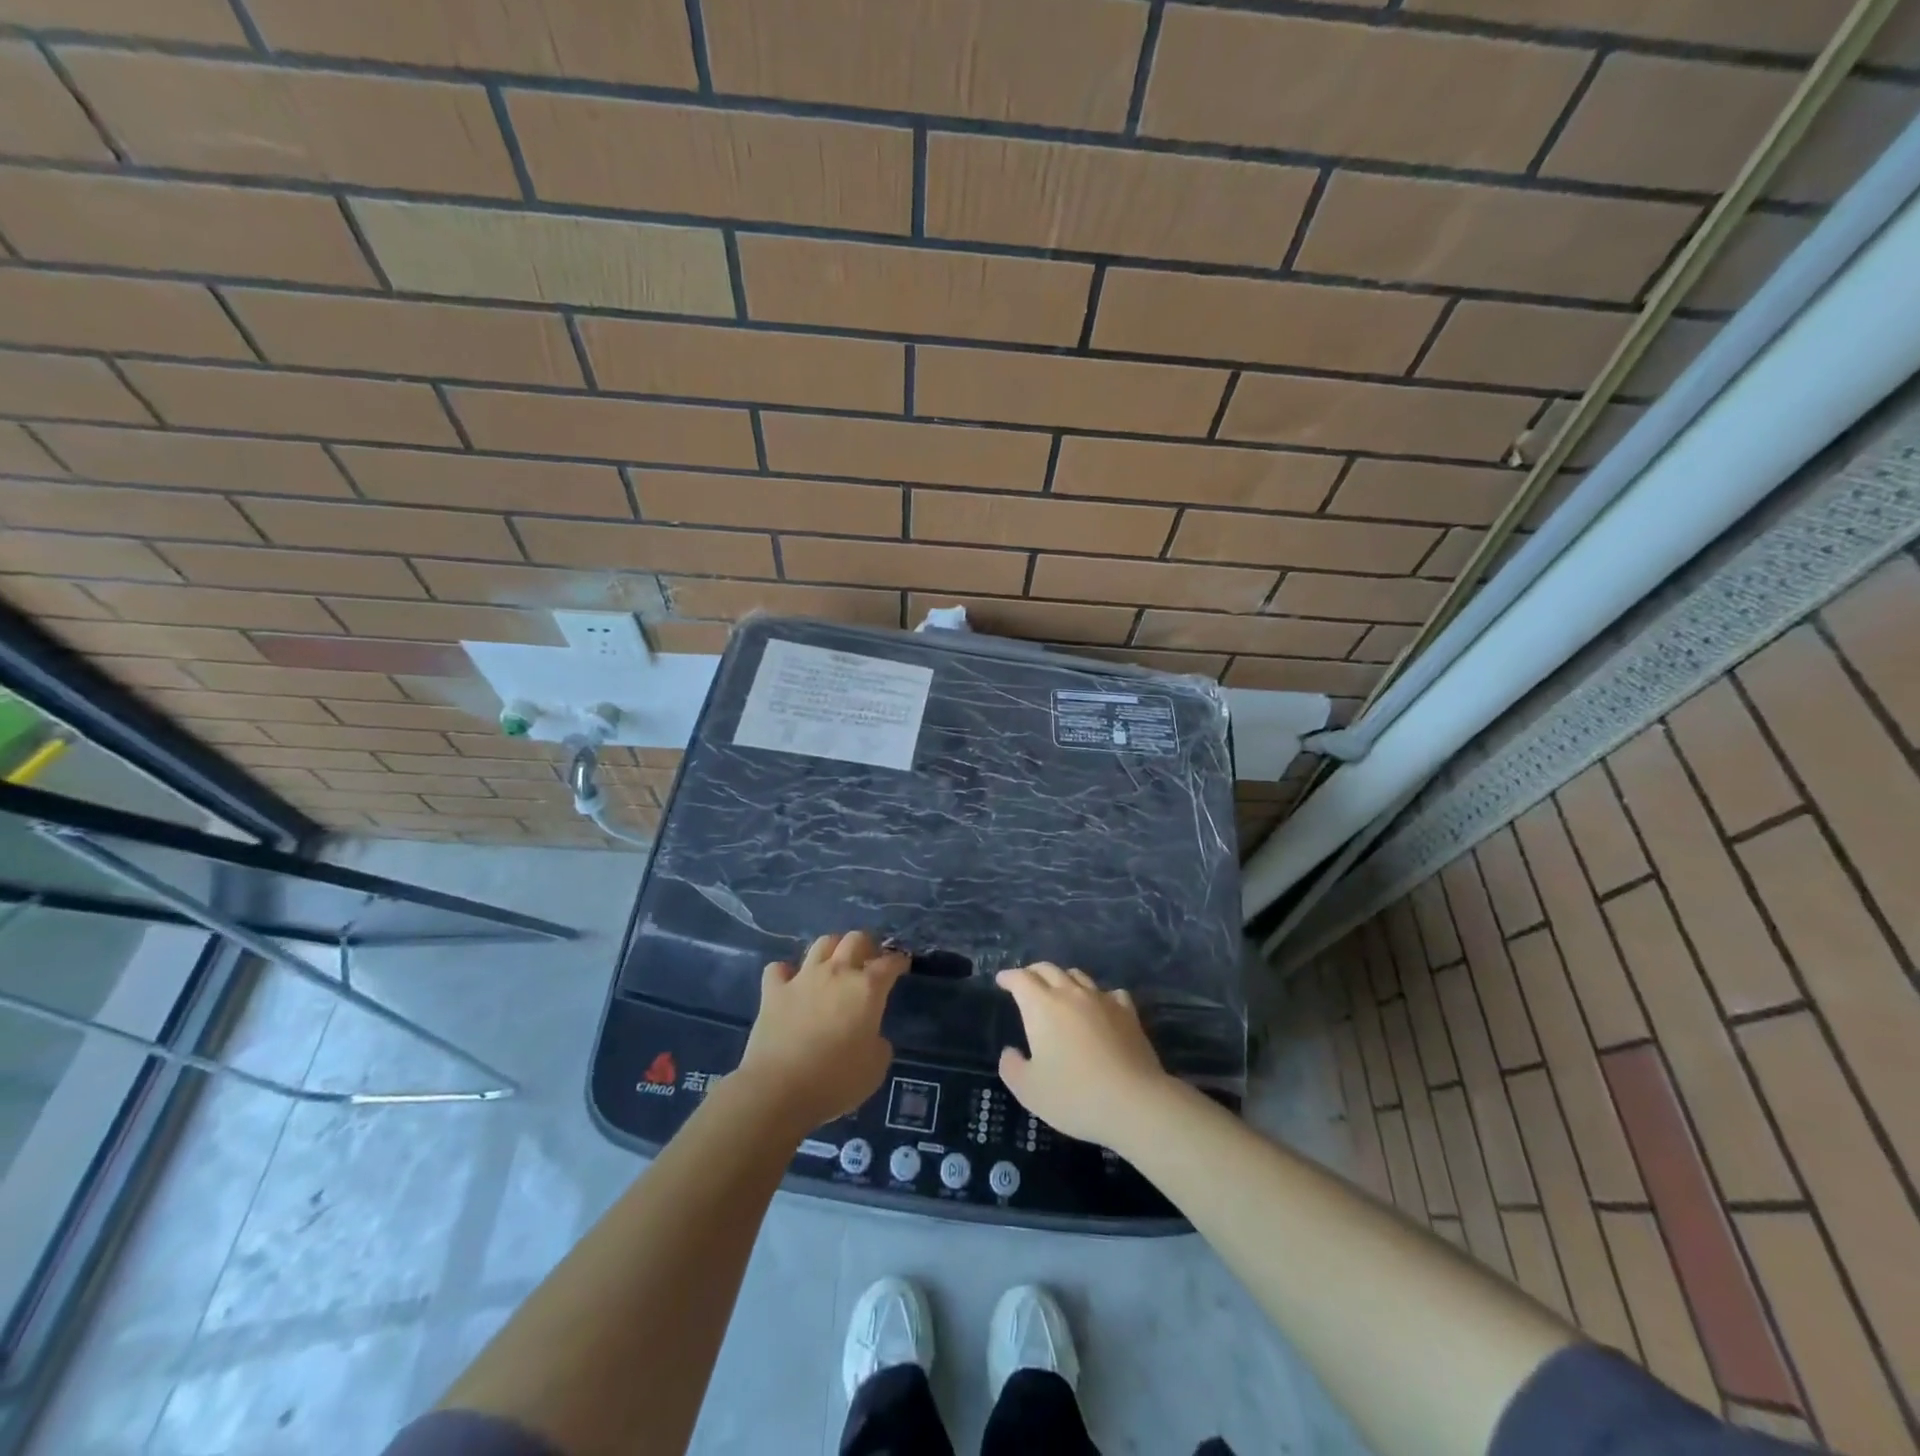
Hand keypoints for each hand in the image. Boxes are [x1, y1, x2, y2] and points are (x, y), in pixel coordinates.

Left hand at [737, 931, 907, 1131]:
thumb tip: (871, 1037)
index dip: (898, 961)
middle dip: (866, 945)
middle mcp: (836, 973)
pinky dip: (785, 973)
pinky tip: (789, 983)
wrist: (779, 1089)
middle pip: (855, 940)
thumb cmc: (836, 1080)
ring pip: (821, 944)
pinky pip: (778, 969)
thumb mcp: (875, 1069)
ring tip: (833, 964)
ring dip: (832, 949)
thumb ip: (879, 1044)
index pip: (889, 963)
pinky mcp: (773, 992)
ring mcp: (802, 978)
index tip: (901, 964)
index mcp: (867, 989)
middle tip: (868, 960)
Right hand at [996, 964, 1173, 1147]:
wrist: (1133, 1102)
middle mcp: (1070, 994)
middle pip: (1048, 969)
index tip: (1002, 980)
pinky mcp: (1128, 1012)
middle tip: (1026, 982)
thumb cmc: (1073, 1095)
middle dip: (1033, 972)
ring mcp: (1102, 1000)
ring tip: (1060, 991)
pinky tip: (1100, 1007)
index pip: (1021, 979)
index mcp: (1041, 1006)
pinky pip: (1109, 992)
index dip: (1009, 977)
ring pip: (1078, 976)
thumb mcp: (1028, 1090)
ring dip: (1064, 979)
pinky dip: (1098, 995)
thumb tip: (1010, 1052)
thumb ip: (1011, 1067)